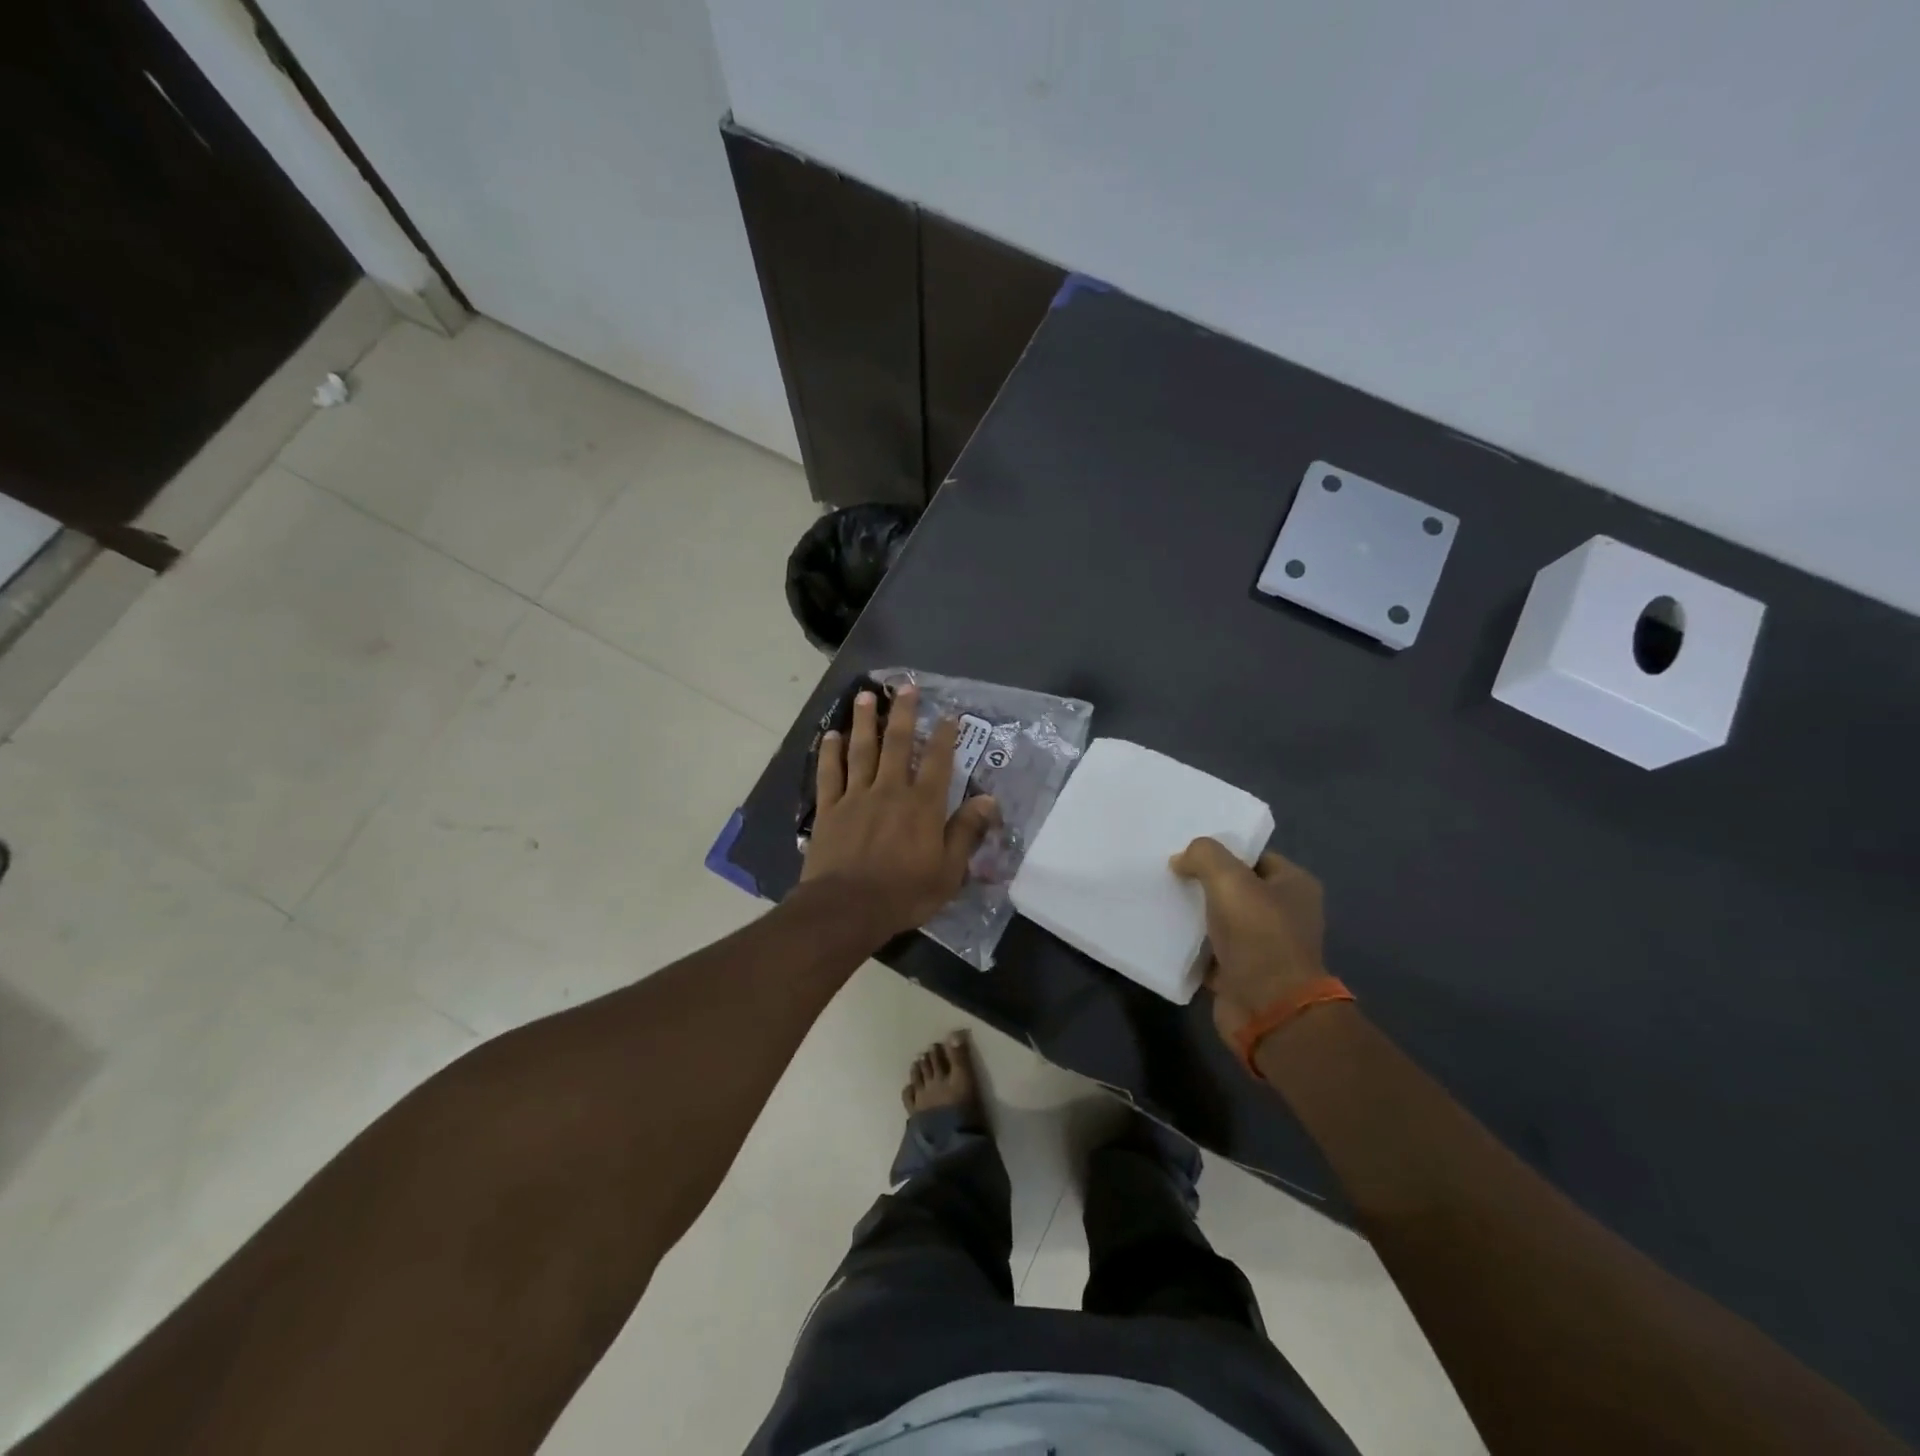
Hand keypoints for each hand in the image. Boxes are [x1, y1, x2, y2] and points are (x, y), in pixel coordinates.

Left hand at [800, 686, 997, 937]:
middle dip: (903, 713)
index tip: (947, 715)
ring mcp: (856, 797)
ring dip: (863, 722)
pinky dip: (829, 753)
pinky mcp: (829, 809)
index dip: (944, 737)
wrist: (847, 909)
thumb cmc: (904, 893)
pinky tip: (830, 735)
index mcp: (923, 805)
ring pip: (861, 750)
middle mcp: (890, 790)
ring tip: (865, 696)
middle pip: (897, 744)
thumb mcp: (948, 871)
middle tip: (905, 687)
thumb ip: (966, 832)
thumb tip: (988, 800)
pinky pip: (829, 774)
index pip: (938, 762)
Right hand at [1171, 839, 1327, 1046]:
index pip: (1254, 857)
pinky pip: (1209, 950)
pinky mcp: (1240, 973)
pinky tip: (1163, 931)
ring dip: (1194, 914)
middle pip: (1235, 888)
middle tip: (1168, 873)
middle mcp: (1284, 914)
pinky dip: (1189, 944)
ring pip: (1219, 919)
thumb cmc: (1258, 935)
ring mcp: (1263, 946)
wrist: (1268, 1008)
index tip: (1187, 851)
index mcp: (1294, 886)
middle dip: (1203, 882)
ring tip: (1160, 898)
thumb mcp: (1229, 879)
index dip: (1223, 852)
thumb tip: (1181, 861)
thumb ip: (1203, 855)